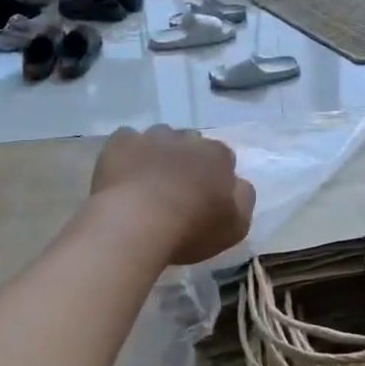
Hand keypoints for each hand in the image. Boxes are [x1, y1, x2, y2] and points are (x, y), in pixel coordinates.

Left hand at [90, 125, 254, 265]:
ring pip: (159, 138)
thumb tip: (238, 183)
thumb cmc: (191, 228)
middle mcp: (187, 138)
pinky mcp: (120, 142)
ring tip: (147, 182)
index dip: (215, 175)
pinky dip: (128, 154)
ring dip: (158, 153)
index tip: (207, 195)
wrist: (137, 223)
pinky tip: (123, 175)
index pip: (223, 157)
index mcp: (218, 156)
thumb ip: (243, 199)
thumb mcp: (236, 226)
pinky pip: (127, 140)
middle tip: (177, 189)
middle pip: (191, 143)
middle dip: (187, 160)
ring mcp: (152, 137)